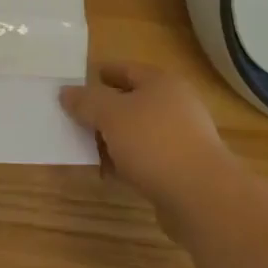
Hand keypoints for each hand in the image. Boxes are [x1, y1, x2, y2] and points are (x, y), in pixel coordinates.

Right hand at [60, 62, 239, 234]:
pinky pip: (148, 159)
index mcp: (161, 82)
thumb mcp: (110, 115)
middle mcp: (175, 105)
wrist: (202, 197)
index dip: (101, 74)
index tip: (77, 83)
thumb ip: (86, 101)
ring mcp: (183, 138)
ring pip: (138, 133)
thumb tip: (65, 92)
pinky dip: (128, 163)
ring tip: (89, 150)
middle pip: (132, 101)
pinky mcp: (184, 170)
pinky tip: (111, 174)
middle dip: (104, 112)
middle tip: (77, 119)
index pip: (126, 69)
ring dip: (115, 141)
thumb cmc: (153, 142)